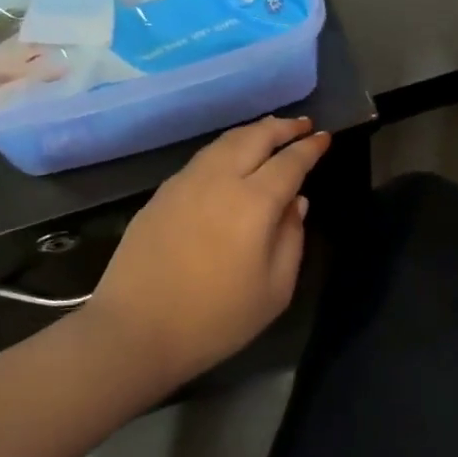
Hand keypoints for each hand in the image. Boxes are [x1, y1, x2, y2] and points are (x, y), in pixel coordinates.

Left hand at [88, 117, 330, 383]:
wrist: (134, 331)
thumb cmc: (215, 320)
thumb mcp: (274, 291)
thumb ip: (291, 239)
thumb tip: (296, 202)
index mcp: (254, 203)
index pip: (289, 162)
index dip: (309, 148)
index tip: (323, 137)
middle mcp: (220, 180)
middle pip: (255, 137)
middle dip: (282, 127)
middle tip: (301, 124)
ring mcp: (185, 183)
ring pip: (225, 142)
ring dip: (253, 132)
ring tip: (269, 133)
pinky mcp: (162, 194)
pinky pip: (203, 158)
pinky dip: (226, 148)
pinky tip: (230, 159)